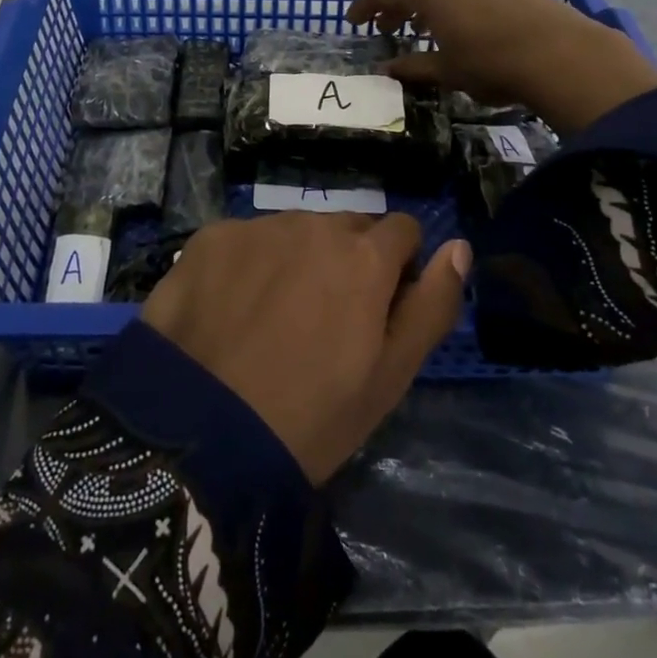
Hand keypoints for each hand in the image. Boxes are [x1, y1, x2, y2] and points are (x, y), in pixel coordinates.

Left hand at [141, 212, 469, 484]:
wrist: (197, 433)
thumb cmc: (311, 417)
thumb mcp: (390, 376)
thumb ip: (432, 305)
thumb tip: (460, 247)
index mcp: (365, 255)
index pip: (403, 231)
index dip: (398, 269)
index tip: (377, 310)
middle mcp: (314, 224)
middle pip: (347, 227)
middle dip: (347, 260)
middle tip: (323, 320)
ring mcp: (258, 227)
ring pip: (296, 231)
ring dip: (297, 259)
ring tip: (273, 318)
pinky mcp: (211, 237)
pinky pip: (247, 239)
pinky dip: (249, 264)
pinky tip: (230, 309)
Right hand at [346, 0, 656, 133]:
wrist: (562, 54)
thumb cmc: (491, 63)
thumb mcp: (446, 70)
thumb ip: (412, 67)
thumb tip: (385, 71)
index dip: (366, 5)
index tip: (353, 20)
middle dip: (397, 5)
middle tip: (387, 27)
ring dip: (428, 3)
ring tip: (423, 27)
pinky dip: (455, 1)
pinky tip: (462, 23)